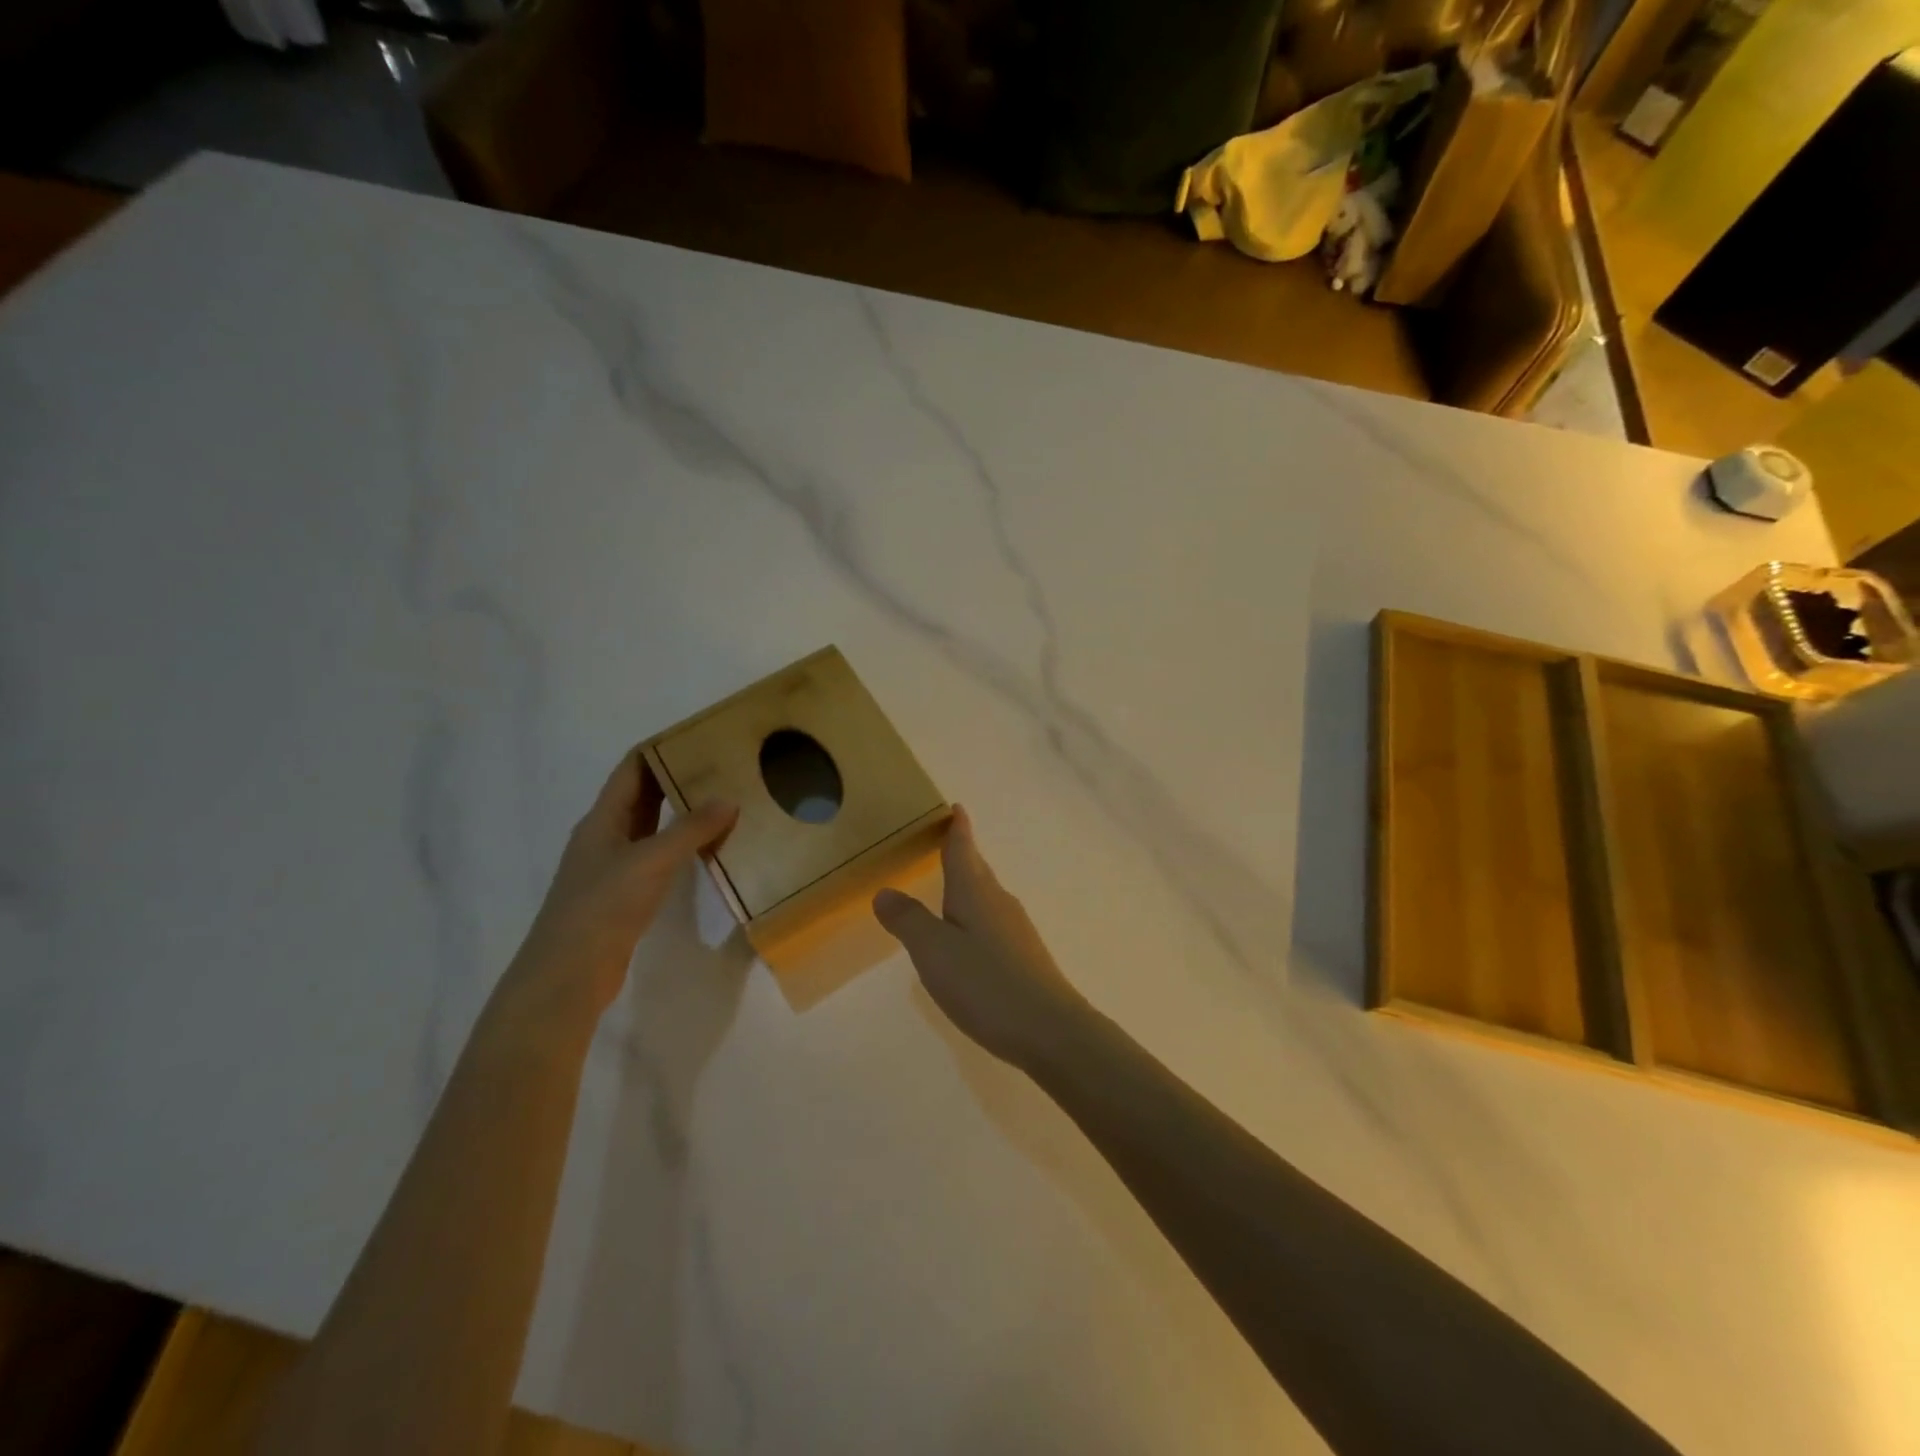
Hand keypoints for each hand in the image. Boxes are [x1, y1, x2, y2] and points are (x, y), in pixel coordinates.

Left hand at [517, 751, 736, 1012]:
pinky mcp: (623, 896)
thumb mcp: (651, 860)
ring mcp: (612, 868)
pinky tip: (706, 850)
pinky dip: (680, 847)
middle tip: (720, 768)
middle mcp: (604, 837)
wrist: (569, 973)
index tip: (698, 737)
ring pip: (650, 828)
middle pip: (641, 796)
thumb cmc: (604, 905)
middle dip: (676, 779)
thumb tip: (729, 800)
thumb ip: (690, 830)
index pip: (631, 769)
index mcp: (602, 819)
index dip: (660, 749)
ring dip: (680, 814)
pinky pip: (656, 858)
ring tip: (721, 802)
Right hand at [873, 806, 1085, 1070]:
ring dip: (969, 886)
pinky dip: (976, 916)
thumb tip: (885, 890)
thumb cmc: (986, 983)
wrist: (1050, 1029)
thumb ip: (908, 920)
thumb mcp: (934, 951)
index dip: (958, 828)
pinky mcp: (1024, 957)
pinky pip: (993, 922)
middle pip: (977, 870)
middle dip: (962, 854)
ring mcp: (1016, 930)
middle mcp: (999, 902)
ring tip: (951, 886)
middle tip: (946, 841)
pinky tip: (969, 938)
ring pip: (987, 896)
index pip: (963, 849)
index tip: (957, 808)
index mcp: (975, 892)